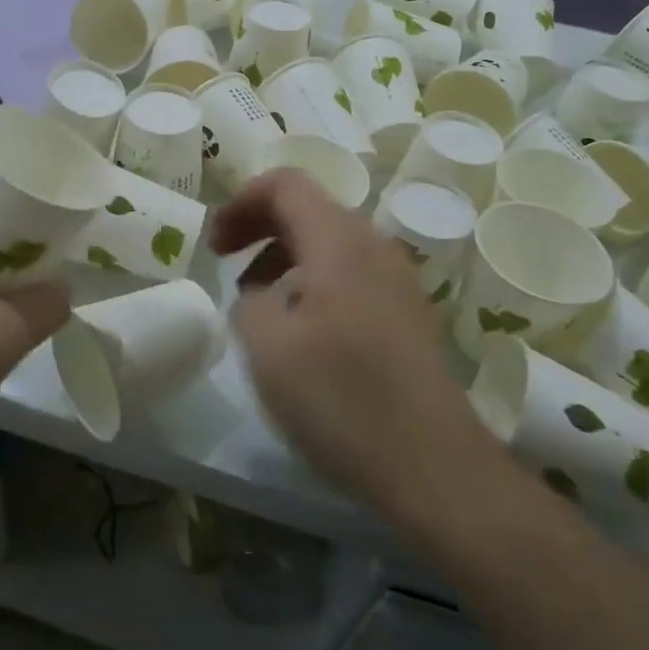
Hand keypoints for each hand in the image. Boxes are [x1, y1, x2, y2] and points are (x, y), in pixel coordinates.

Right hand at [211, 170, 504, 526]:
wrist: (434, 465)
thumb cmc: (342, 399)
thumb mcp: (269, 347)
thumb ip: (249, 301)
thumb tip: (259, 293)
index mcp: (339, 240)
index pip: (286, 184)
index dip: (242, 200)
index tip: (214, 243)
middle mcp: (374, 245)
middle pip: (309, 207)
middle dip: (259, 224)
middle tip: (223, 259)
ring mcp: (398, 279)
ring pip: (330, 242)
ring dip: (284, 254)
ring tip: (255, 298)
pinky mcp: (408, 313)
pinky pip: (351, 272)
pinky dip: (313, 279)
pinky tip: (300, 327)